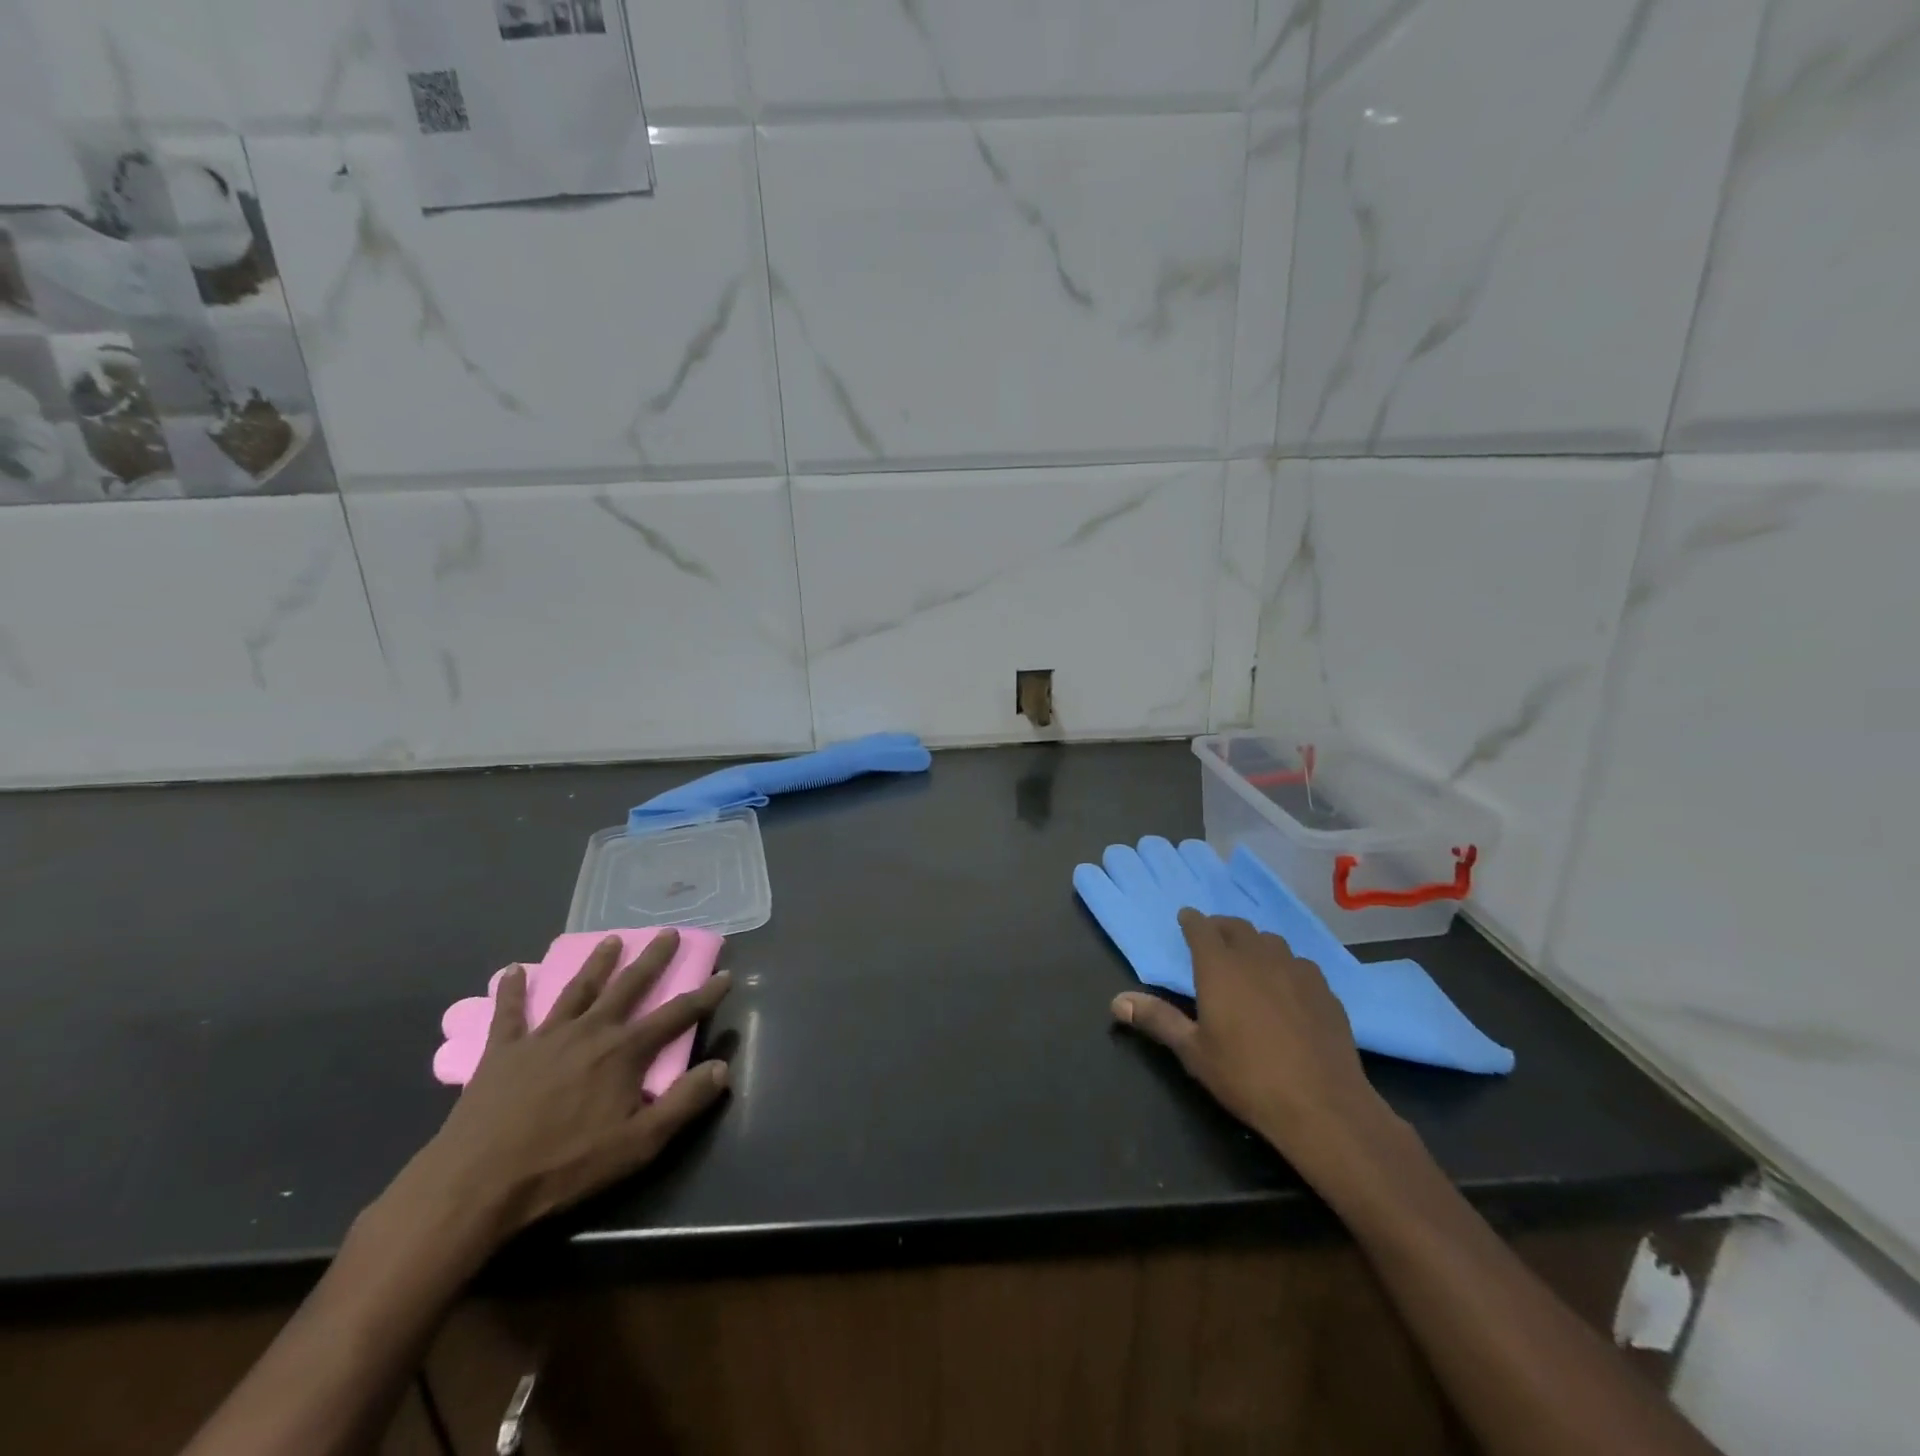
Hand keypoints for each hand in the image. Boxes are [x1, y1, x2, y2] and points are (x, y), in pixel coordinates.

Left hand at [395, 931, 732, 1254]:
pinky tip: (513, 969)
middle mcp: (590, 1031)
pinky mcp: (503, 1051)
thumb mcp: (638, 1145)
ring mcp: (544, 1037)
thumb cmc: (564, 1167)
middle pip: (628, 986)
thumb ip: (684, 1103)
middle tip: (668, 932)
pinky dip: (512, 989)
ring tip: (611, 939)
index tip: (725, 975)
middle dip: (652, 958)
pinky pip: (509, 1012)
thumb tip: (722, 1068)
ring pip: (578, 989)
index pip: (676, 1015)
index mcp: (624, 1052)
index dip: (705, 995)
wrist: (476, 1186)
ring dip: (597, 963)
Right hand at [1111, 908, 1390, 1167]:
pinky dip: (1285, 966)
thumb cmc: (1246, 1077)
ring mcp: (1296, 971)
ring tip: (1248, 959)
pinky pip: (1300, 964)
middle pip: (1237, 927)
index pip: (1201, 928)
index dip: (1191, 921)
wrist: (1322, 1106)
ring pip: (1271, 942)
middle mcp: (1258, 957)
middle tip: (1212, 937)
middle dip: (1221, 927)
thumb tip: (1116, 1001)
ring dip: (1255, 943)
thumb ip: (1157, 1020)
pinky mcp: (1325, 991)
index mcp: (1220, 967)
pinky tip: (1286, 987)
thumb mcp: (1193, 1051)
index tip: (1185, 919)